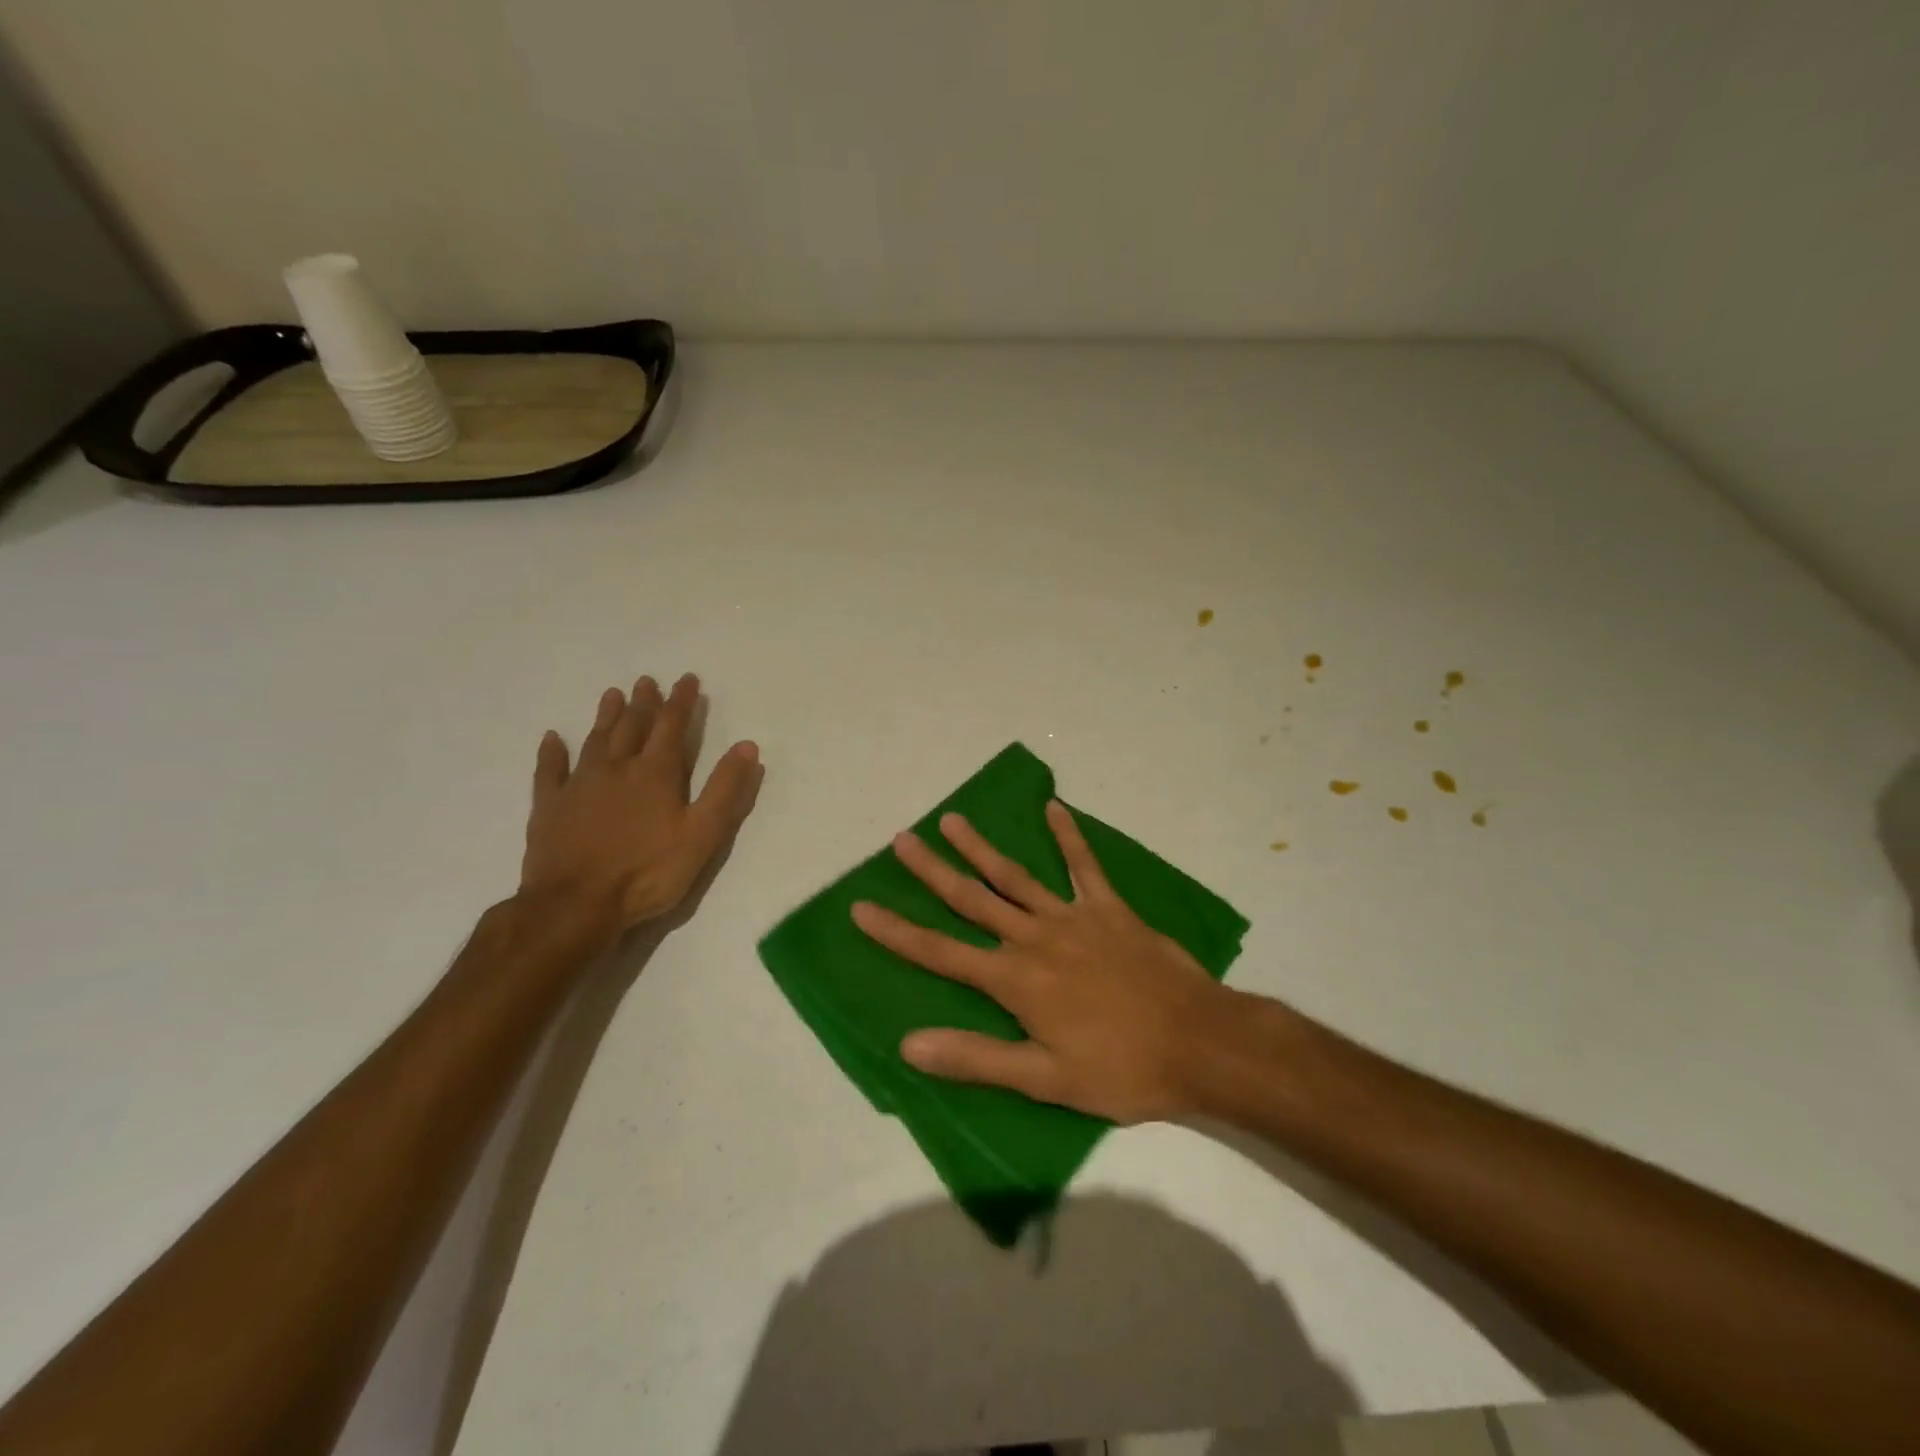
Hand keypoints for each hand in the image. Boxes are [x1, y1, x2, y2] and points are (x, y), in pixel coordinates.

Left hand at [520, 674, 759, 933]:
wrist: (575, 904)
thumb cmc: (648, 872)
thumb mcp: (702, 834)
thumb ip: (725, 790)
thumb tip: (747, 746)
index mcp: (656, 773)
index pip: (672, 726)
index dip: (681, 701)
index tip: (687, 679)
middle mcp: (617, 768)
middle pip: (632, 726)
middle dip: (644, 702)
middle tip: (647, 680)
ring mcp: (579, 785)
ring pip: (595, 740)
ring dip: (606, 716)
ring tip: (613, 694)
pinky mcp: (549, 807)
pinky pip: (549, 771)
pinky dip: (551, 752)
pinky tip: (552, 738)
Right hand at [852, 802, 1235, 1123]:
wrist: (1198, 1042)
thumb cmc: (1121, 1068)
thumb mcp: (1045, 1078)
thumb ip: (977, 1057)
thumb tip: (910, 1044)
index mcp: (1015, 980)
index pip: (941, 953)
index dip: (897, 932)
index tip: (861, 907)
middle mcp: (1035, 938)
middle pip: (972, 899)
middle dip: (932, 870)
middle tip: (902, 839)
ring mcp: (1073, 917)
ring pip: (1015, 876)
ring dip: (981, 848)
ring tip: (952, 819)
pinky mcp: (1109, 908)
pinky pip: (1084, 865)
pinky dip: (1069, 836)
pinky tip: (1055, 808)